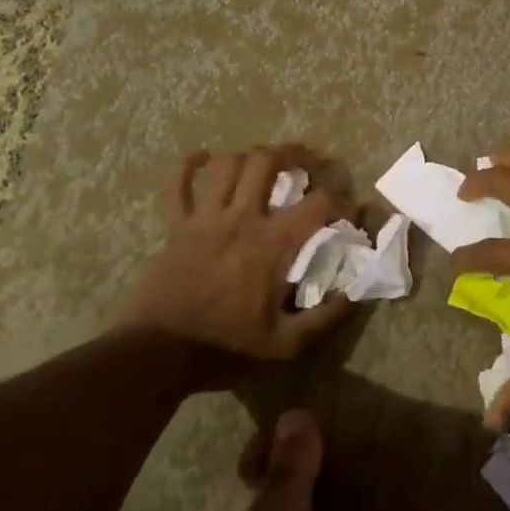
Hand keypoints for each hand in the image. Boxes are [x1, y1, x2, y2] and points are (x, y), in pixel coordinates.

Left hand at [120, 145, 354, 384]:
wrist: (157, 355)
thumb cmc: (225, 349)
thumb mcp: (285, 346)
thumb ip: (324, 318)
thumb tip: (353, 293)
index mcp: (272, 245)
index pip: (320, 204)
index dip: (344, 201)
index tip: (353, 212)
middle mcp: (241, 219)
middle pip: (268, 162)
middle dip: (294, 155)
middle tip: (308, 165)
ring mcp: (204, 219)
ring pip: (228, 165)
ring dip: (250, 157)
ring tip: (265, 165)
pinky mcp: (176, 227)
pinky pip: (178, 185)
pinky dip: (191, 166)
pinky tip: (203, 158)